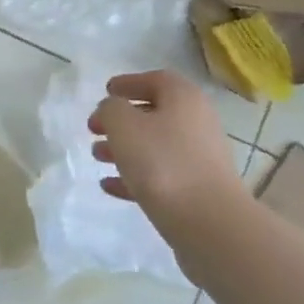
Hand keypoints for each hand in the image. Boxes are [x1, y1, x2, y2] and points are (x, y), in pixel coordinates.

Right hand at [88, 71, 243, 233]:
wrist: (209, 223)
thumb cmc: (162, 162)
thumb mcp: (123, 125)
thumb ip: (111, 109)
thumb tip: (113, 110)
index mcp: (184, 98)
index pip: (155, 80)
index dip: (129, 83)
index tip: (106, 92)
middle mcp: (197, 122)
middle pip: (155, 114)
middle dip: (121, 121)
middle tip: (94, 129)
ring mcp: (201, 158)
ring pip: (156, 146)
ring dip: (124, 149)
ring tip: (97, 157)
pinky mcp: (198, 190)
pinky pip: (161, 175)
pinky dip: (135, 176)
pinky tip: (110, 186)